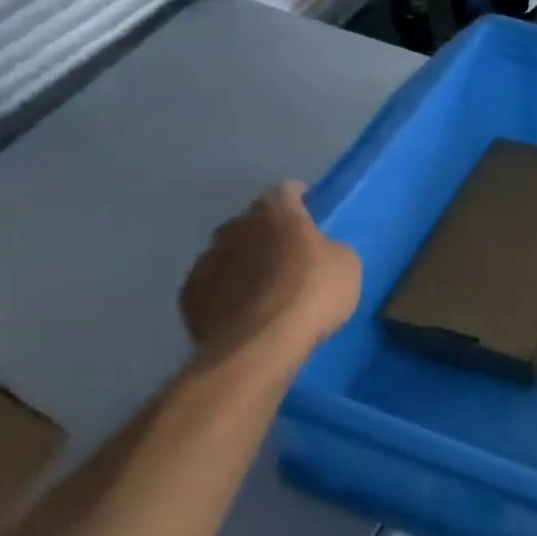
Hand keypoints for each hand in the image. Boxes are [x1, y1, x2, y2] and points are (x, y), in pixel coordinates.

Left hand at [180, 182, 361, 368]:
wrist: (260, 345)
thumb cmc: (312, 294)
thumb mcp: (347, 266)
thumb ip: (329, 248)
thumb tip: (316, 251)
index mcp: (275, 212)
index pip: (286, 190)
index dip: (300, 199)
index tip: (311, 212)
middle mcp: (234, 227)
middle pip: (253, 222)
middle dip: (269, 233)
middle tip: (291, 256)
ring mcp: (206, 260)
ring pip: (230, 252)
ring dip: (246, 263)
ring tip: (266, 289)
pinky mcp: (189, 295)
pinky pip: (214, 285)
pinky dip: (228, 292)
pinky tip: (245, 311)